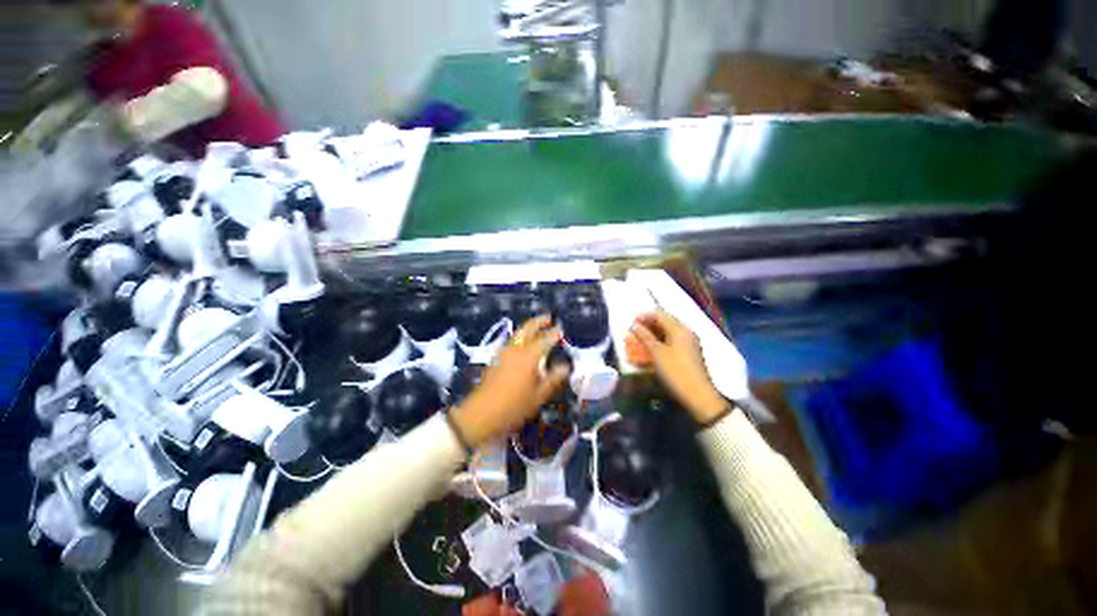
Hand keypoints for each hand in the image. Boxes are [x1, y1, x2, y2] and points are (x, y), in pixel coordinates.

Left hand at [451, 316, 569, 448]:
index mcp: (529, 356)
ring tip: (537, 329)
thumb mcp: (539, 396)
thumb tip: (565, 367)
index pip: (545, 340)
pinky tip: (523, 345)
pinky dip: (520, 337)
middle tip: (548, 319)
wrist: (482, 413)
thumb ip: (553, 379)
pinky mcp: (496, 358)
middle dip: (538, 321)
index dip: (554, 334)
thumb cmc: (514, 406)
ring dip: (528, 328)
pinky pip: (511, 342)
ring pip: (517, 333)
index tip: (561, 331)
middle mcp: (516, 349)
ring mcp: (503, 352)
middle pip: (527, 328)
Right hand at [631, 311, 727, 424]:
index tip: (632, 321)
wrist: (698, 395)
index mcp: (680, 329)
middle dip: (649, 324)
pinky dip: (661, 341)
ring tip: (641, 338)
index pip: (660, 315)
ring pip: (669, 332)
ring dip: (654, 333)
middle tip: (635, 329)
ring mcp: (690, 343)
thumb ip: (645, 337)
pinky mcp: (690, 353)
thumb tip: (636, 326)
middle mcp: (686, 332)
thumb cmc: (676, 371)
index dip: (645, 316)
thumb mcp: (657, 353)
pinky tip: (652, 348)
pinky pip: (672, 341)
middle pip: (666, 322)